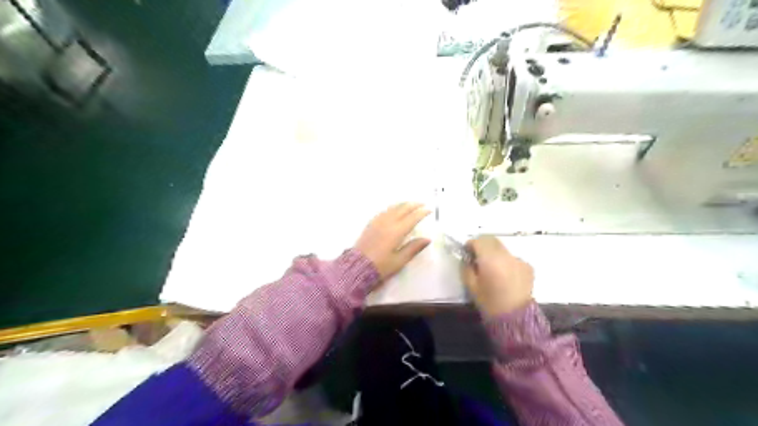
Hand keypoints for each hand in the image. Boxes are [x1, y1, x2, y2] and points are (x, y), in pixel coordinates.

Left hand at [353, 203, 428, 282]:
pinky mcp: (371, 224)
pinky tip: (394, 209)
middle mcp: (388, 223)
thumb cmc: (381, 266)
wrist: (357, 267)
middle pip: (403, 209)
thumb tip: (427, 239)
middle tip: (422, 204)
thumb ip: (413, 248)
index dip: (422, 212)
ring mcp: (378, 222)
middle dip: (414, 205)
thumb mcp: (399, 260)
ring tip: (410, 204)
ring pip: (393, 208)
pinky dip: (393, 207)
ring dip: (403, 204)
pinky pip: (384, 211)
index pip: (412, 218)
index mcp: (397, 231)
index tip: (429, 210)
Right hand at [463, 236, 531, 315]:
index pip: (479, 241)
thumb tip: (467, 257)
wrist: (515, 319)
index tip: (467, 252)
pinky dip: (506, 262)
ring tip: (492, 268)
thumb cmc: (489, 302)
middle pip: (492, 240)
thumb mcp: (471, 285)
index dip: (471, 244)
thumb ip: (467, 267)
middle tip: (477, 257)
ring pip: (503, 249)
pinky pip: (513, 258)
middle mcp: (506, 255)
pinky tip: (505, 275)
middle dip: (483, 245)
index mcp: (490, 259)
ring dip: (495, 253)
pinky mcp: (527, 266)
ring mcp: (519, 260)